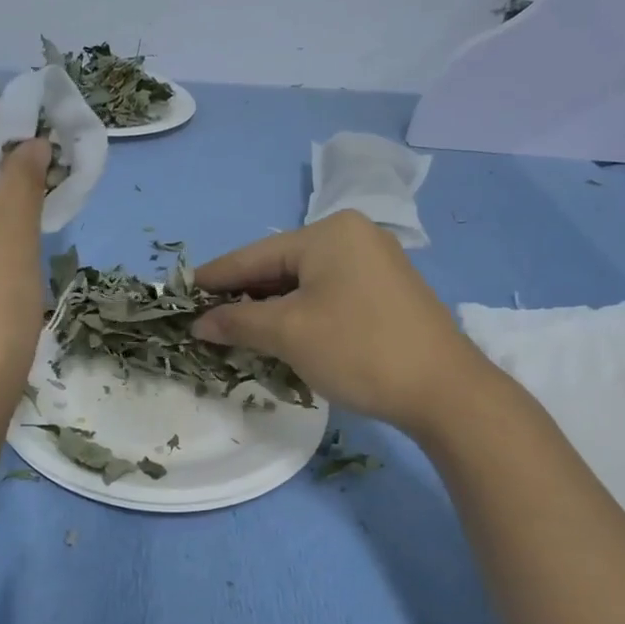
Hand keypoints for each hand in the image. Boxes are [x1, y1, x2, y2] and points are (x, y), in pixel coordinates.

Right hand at [193, 211, 492, 434]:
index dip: (214, 277)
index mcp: (329, 233)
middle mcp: (354, 236)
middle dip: (243, 296)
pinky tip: (282, 333)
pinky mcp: (387, 291)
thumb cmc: (359, 350)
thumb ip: (238, 322)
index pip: (254, 255)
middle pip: (280, 265)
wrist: (445, 390)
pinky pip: (328, 294)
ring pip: (305, 282)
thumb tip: (200, 323)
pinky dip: (300, 313)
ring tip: (236, 331)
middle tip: (205, 320)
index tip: (179, 292)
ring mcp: (375, 263)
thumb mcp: (289, 334)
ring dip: (270, 308)